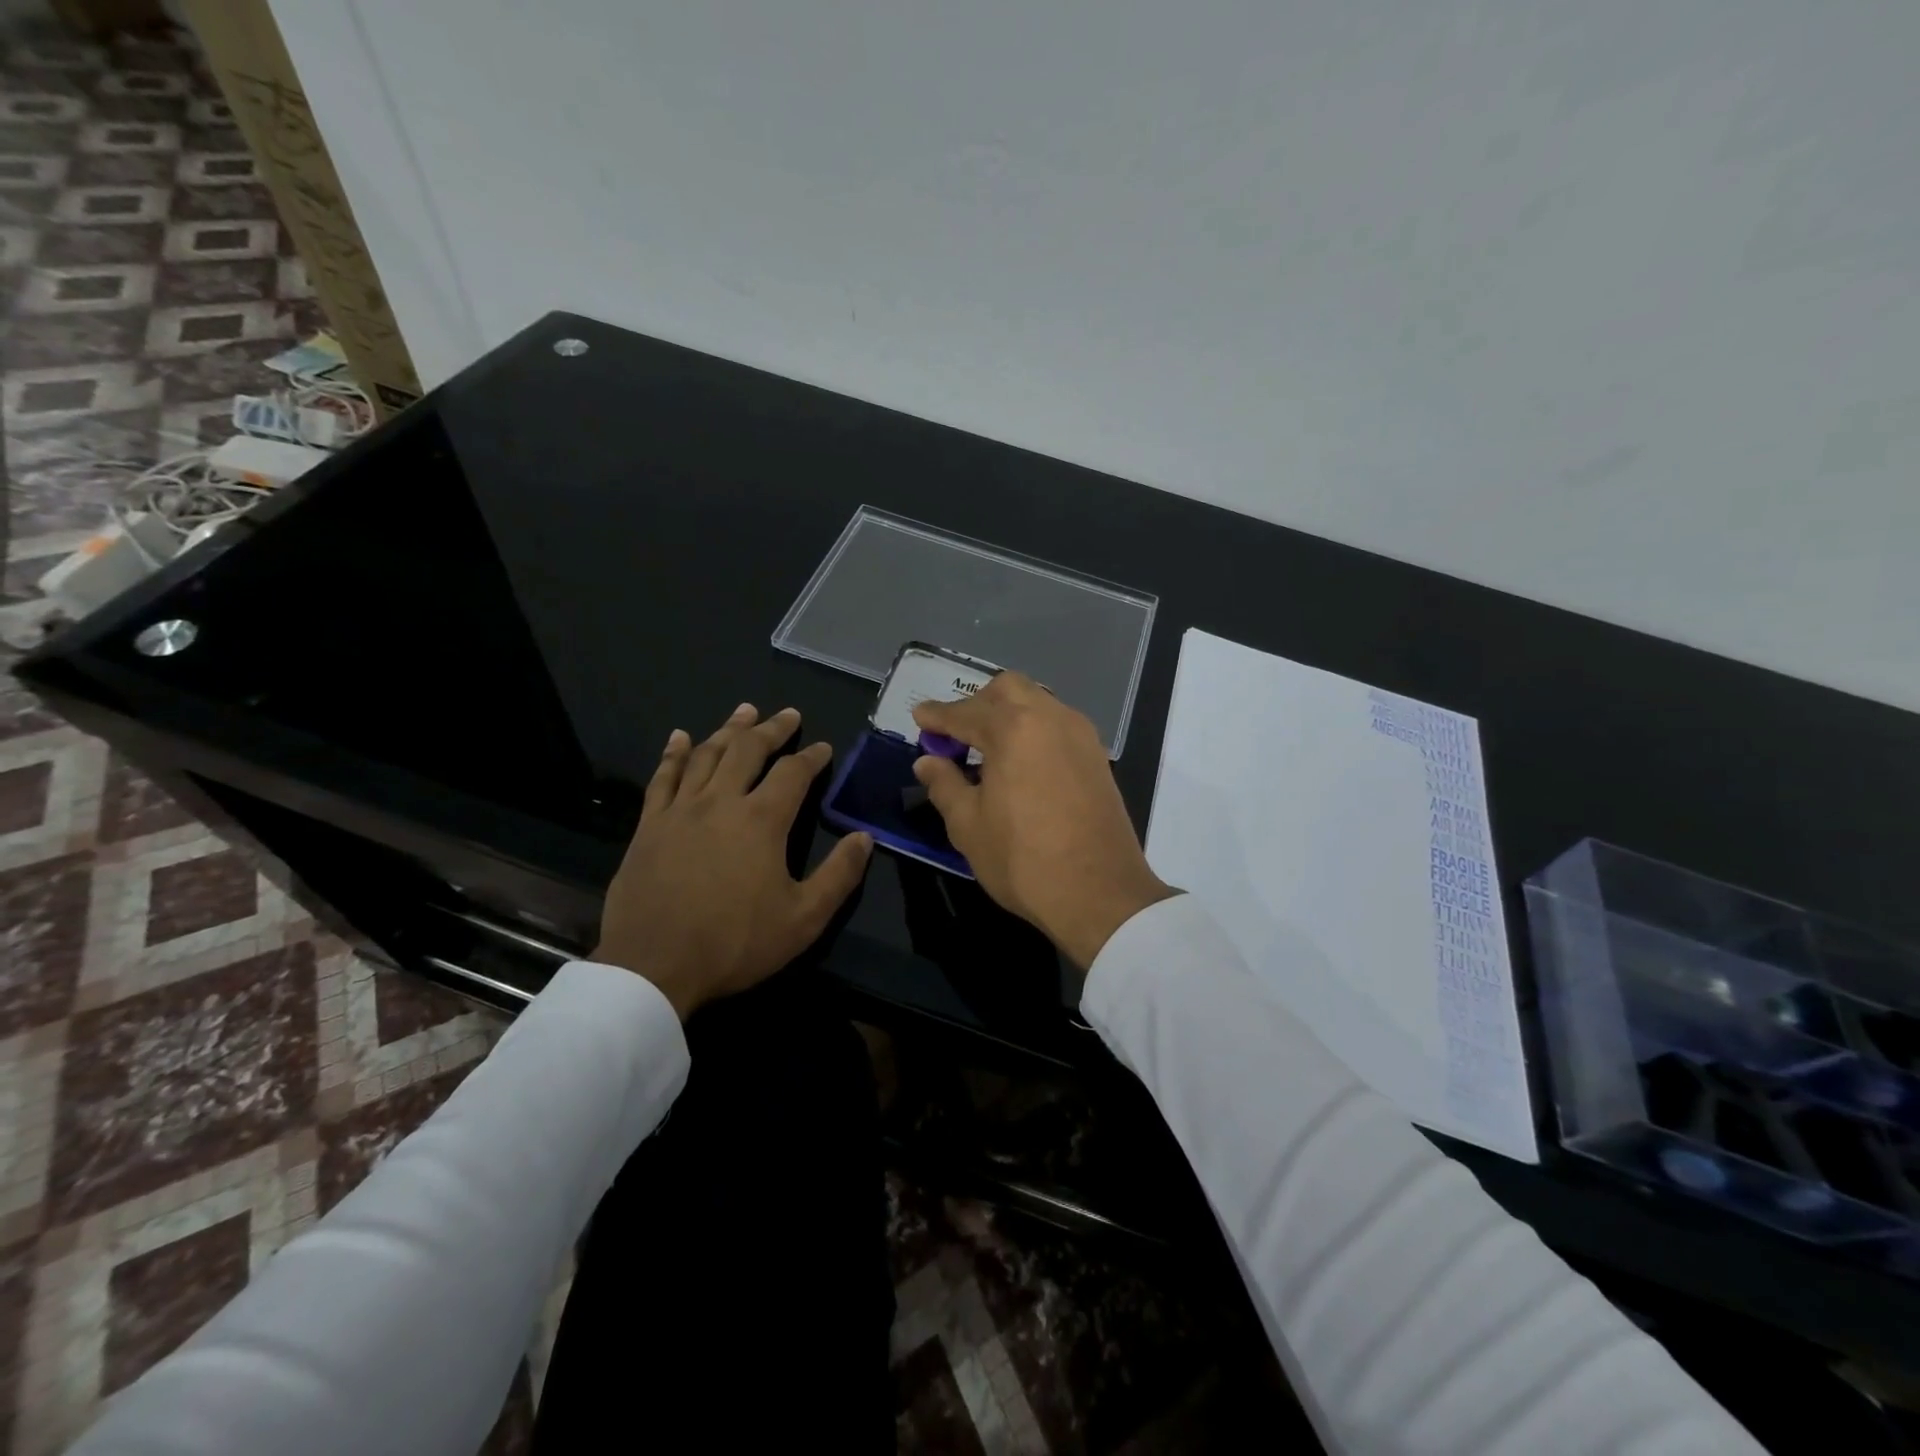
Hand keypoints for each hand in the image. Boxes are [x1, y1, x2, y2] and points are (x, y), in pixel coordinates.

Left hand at [594, 704, 872, 1018]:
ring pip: (706, 754)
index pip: (793, 773)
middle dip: (772, 729)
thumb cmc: (735, 943)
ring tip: (744, 711)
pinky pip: (663, 778)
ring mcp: (680, 810)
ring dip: (728, 730)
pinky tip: (680, 737)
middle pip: (748, 750)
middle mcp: (721, 801)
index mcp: (761, 820)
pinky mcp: (650, 826)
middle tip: (788, 714)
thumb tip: (865, 838)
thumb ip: (839, 875)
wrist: (653, 967)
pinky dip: (674, 753)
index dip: (812, 757)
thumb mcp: (803, 918)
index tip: (824, 748)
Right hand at [911, 674, 1177, 970]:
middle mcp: (1051, 718)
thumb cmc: (1023, 859)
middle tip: (956, 734)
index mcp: (1014, 728)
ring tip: (988, 748)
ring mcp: (1081, 735)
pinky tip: (1021, 762)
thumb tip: (928, 761)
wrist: (1099, 893)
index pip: (965, 712)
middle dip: (977, 703)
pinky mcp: (1098, 757)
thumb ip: (944, 785)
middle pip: (1008, 690)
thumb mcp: (968, 826)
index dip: (937, 715)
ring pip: (1038, 703)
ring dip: (1009, 714)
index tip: (919, 717)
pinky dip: (1033, 730)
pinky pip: (1058, 725)